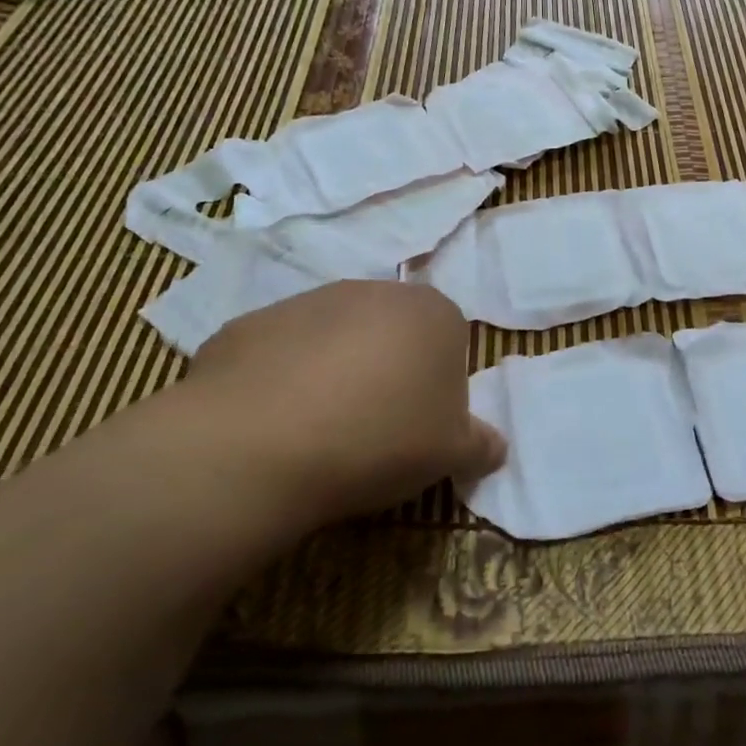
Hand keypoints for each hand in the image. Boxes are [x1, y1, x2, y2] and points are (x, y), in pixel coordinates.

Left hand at [171, 281, 504, 529]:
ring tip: (319, 433)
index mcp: (432, 312)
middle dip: (388, 373)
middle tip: (374, 430)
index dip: (439, 388)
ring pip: (335, 340)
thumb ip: (482, 445)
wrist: (260, 444)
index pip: (451, 343)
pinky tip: (272, 426)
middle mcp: (374, 291)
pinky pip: (280, 354)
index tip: (421, 428)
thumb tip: (496, 446)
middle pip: (393, 335)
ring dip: (335, 374)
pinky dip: (281, 382)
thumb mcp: (451, 454)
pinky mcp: (250, 323)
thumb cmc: (380, 439)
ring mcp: (307, 301)